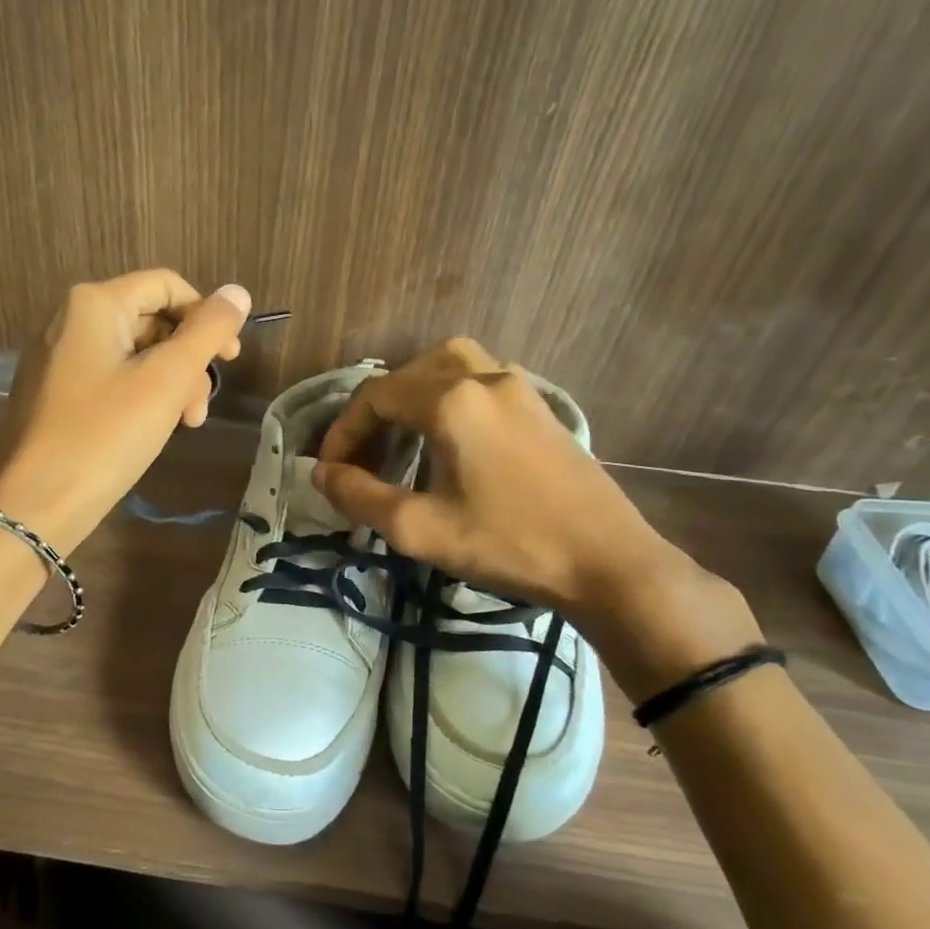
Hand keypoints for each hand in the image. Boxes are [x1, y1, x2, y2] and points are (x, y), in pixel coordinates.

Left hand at [0, 270, 251, 552]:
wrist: (32, 507)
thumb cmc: (104, 436)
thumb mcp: (166, 380)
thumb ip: (207, 332)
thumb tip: (238, 292)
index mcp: (93, 305)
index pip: (166, 285)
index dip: (206, 315)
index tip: (230, 358)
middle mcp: (69, 321)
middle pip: (150, 321)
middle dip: (187, 361)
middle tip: (201, 408)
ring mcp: (56, 360)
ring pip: (132, 356)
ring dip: (169, 385)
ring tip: (184, 426)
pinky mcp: (53, 396)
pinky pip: (109, 381)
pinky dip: (139, 399)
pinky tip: (151, 432)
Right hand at [311, 338, 678, 617]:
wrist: (609, 563)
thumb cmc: (510, 544)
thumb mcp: (421, 529)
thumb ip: (360, 496)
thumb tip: (320, 473)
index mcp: (453, 400)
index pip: (376, 396)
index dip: (343, 431)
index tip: (329, 471)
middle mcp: (485, 377)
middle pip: (409, 373)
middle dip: (375, 412)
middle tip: (364, 456)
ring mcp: (520, 387)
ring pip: (448, 366)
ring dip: (413, 395)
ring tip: (401, 438)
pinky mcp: (541, 406)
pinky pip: (480, 380)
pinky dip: (448, 398)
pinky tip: (448, 441)